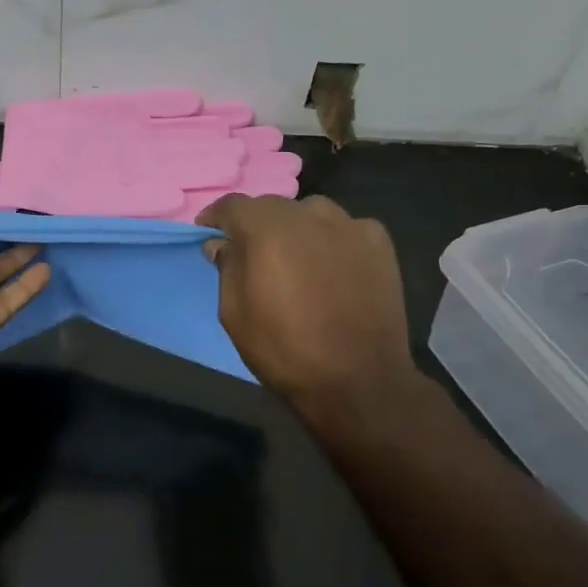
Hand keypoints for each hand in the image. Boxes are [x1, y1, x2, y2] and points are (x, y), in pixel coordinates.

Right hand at [197, 195, 419, 424]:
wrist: (359, 381)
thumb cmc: (284, 349)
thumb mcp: (234, 313)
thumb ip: (227, 268)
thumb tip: (222, 244)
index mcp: (267, 228)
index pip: (232, 206)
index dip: (215, 219)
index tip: (208, 235)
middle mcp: (308, 214)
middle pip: (272, 207)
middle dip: (256, 226)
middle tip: (252, 255)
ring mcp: (349, 225)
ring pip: (310, 214)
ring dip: (295, 230)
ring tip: (296, 260)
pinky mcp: (379, 242)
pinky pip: (344, 230)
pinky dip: (332, 241)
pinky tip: (333, 269)